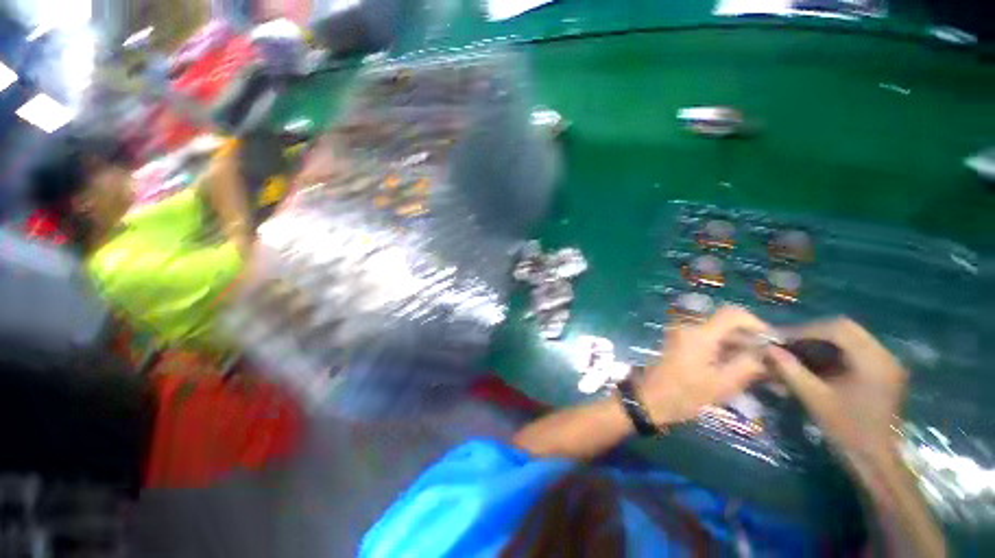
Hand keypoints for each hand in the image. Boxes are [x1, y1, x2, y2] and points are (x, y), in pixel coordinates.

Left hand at [639, 306, 770, 426]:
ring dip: (739, 346)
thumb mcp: (722, 384)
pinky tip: (738, 368)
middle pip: (726, 323)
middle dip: (750, 339)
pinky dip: (725, 349)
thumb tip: (768, 353)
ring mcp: (682, 334)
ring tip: (758, 368)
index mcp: (699, 333)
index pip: (733, 314)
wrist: (649, 398)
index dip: (757, 324)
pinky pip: (708, 339)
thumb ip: (748, 365)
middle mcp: (689, 327)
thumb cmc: (684, 394)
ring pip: (718, 332)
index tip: (773, 343)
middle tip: (769, 361)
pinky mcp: (680, 342)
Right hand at [766, 318, 907, 452]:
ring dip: (819, 341)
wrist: (875, 458)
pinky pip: (853, 350)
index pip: (838, 329)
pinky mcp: (881, 371)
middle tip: (786, 343)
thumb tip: (767, 348)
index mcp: (873, 361)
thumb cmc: (847, 430)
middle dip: (811, 333)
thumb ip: (791, 370)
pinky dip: (830, 351)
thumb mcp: (815, 399)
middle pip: (844, 329)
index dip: (805, 330)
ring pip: (848, 338)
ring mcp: (885, 362)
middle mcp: (884, 355)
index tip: (780, 339)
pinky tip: (813, 362)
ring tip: (795, 351)